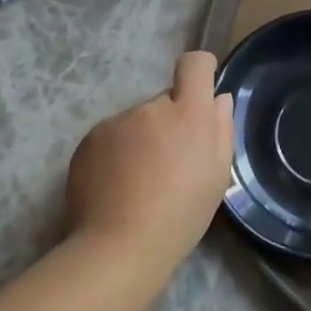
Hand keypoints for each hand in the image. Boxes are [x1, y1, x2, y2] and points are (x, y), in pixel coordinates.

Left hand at [66, 51, 234, 266]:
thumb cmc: (182, 214)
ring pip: (136, 122)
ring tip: (139, 182)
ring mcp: (116, 122)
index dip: (200, 69)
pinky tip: (117, 187)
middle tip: (170, 164)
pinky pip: (111, 138)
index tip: (202, 86)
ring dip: (141, 140)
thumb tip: (218, 99)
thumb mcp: (218, 176)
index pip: (194, 65)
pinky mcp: (89, 140)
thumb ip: (221, 130)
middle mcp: (151, 107)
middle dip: (169, 123)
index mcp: (188, 113)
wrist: (120, 245)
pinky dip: (115, 154)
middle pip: (164, 102)